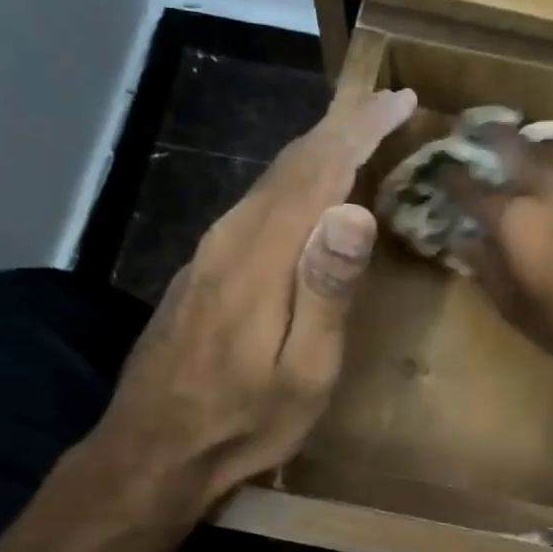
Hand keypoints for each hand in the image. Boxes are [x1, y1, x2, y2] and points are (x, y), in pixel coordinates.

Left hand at [84, 85, 416, 518]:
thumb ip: (326, 289)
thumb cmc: (244, 422)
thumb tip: (354, 210)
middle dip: (343, 125)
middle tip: (388, 102)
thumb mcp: (303, 371)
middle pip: (291, 163)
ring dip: (320, 147)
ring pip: (272, 178)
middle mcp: (231, 237)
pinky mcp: (205, 266)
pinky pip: (259, 201)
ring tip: (360, 129)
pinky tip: (312, 186)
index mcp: (260, 257)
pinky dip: (296, 178)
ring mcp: (211, 250)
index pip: (318, 171)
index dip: (361, 130)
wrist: (152, 451)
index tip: (400, 100)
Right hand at [441, 124, 552, 366]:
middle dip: (498, 140)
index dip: (455, 180)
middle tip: (485, 130)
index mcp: (514, 220)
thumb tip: (467, 243)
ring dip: (532, 158)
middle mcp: (546, 197)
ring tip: (520, 155)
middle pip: (518, 155)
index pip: (475, 192)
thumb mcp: (515, 306)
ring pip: (550, 166)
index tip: (442, 169)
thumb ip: (488, 270)